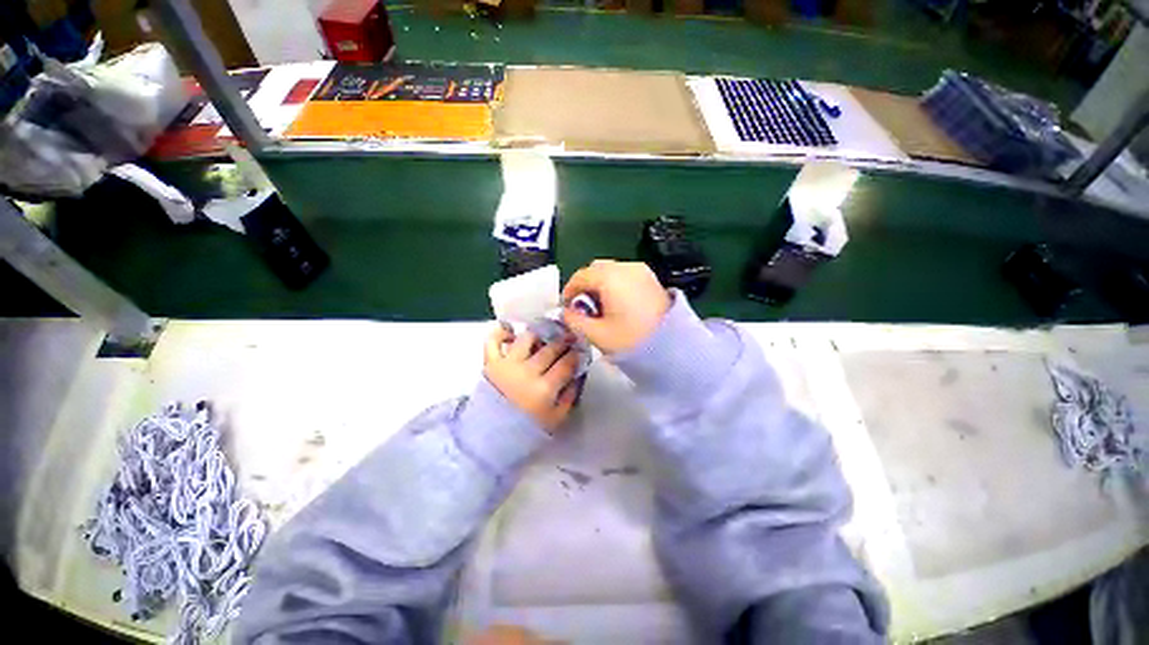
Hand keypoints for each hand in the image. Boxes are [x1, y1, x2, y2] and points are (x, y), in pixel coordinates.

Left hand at [484, 326, 579, 432]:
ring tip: (542, 338)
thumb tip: (577, 375)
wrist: (490, 437)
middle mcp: (527, 371)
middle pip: (550, 348)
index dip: (575, 355)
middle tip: (568, 338)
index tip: (579, 351)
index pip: (566, 363)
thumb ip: (569, 396)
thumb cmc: (526, 429)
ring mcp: (507, 364)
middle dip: (563, 341)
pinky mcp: (490, 362)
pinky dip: (502, 332)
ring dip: (538, 335)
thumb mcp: (556, 419)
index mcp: (544, 388)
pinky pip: (493, 340)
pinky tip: (512, 332)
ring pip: (527, 338)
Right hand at [561, 260, 670, 353]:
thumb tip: (567, 312)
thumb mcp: (596, 334)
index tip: (567, 307)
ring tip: (601, 309)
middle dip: (585, 286)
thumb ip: (574, 320)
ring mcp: (641, 271)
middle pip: (596, 269)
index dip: (569, 290)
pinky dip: (615, 284)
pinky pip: (625, 275)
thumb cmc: (632, 340)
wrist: (674, 347)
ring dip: (600, 284)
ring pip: (611, 270)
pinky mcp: (651, 278)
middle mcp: (625, 267)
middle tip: (583, 308)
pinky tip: (618, 305)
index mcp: (610, 277)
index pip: (580, 276)